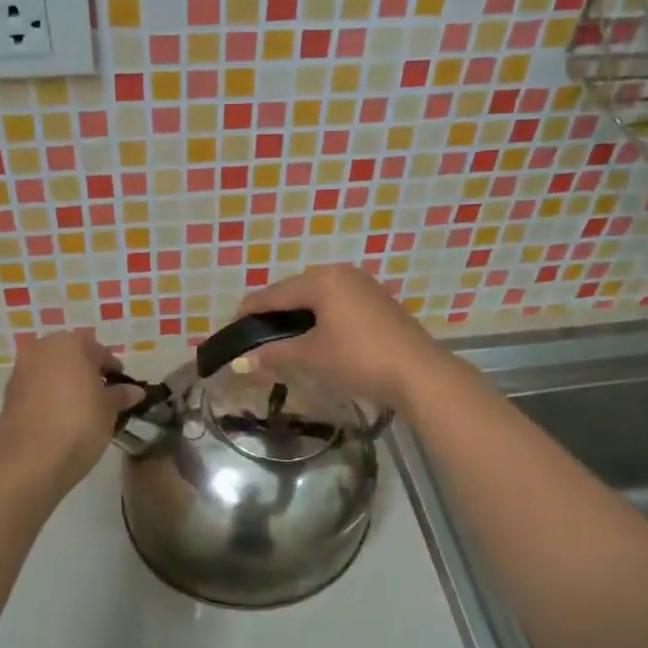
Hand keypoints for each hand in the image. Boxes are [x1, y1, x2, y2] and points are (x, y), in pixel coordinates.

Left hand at [0, 330, 138, 494]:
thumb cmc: (79, 425)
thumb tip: (134, 391)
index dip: (113, 370)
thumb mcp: (109, 410)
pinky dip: (48, 396)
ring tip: (80, 408)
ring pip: (51, 371)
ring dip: (65, 383)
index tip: (122, 389)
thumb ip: (121, 394)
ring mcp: (21, 370)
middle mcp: (41, 349)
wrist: (32, 461)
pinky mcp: (8, 394)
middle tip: (101, 396)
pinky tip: (59, 417)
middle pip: (71, 356)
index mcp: (70, 344)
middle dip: (86, 372)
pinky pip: (36, 388)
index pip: (99, 351)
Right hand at [233, 265, 447, 413]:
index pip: (272, 294)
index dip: (247, 312)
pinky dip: (319, 319)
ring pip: (316, 298)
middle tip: (254, 337)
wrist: (419, 374)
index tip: (229, 330)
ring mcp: (363, 286)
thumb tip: (241, 362)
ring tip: (280, 340)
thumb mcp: (311, 357)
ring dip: (296, 317)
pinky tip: (314, 338)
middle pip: (294, 291)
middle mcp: (341, 273)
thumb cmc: (358, 359)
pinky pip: (336, 305)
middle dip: (272, 313)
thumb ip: (274, 355)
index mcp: (321, 280)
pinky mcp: (377, 303)